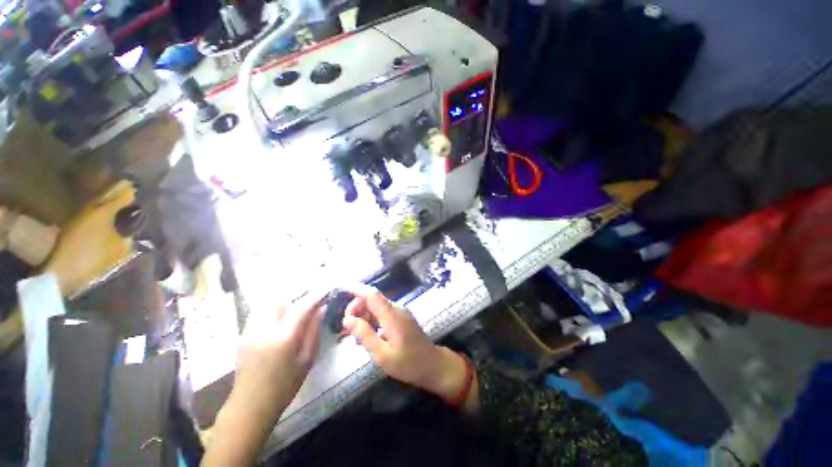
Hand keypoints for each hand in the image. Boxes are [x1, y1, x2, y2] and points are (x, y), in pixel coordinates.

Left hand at [228, 293, 323, 428]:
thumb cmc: (284, 385)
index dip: (316, 295)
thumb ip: (314, 330)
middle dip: (296, 295)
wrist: (250, 405)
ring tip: (293, 309)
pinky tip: (279, 319)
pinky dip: (272, 308)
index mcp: (283, 337)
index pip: (302, 306)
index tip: (327, 288)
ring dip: (283, 300)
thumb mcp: (307, 359)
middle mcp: (264, 328)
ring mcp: (250, 330)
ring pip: (267, 302)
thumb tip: (322, 309)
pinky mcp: (243, 334)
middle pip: (281, 298)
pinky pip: (260, 311)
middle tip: (307, 302)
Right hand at [341, 285, 469, 403]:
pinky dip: (371, 321)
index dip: (356, 289)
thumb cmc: (408, 363)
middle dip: (356, 310)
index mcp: (392, 315)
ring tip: (354, 338)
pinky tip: (366, 337)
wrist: (432, 365)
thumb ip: (365, 335)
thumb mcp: (383, 355)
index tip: (341, 289)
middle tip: (346, 330)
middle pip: (372, 300)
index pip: (372, 295)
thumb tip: (347, 320)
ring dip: (363, 317)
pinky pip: (382, 314)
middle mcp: (396, 309)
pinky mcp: (401, 318)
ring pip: (376, 307)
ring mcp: (399, 313)